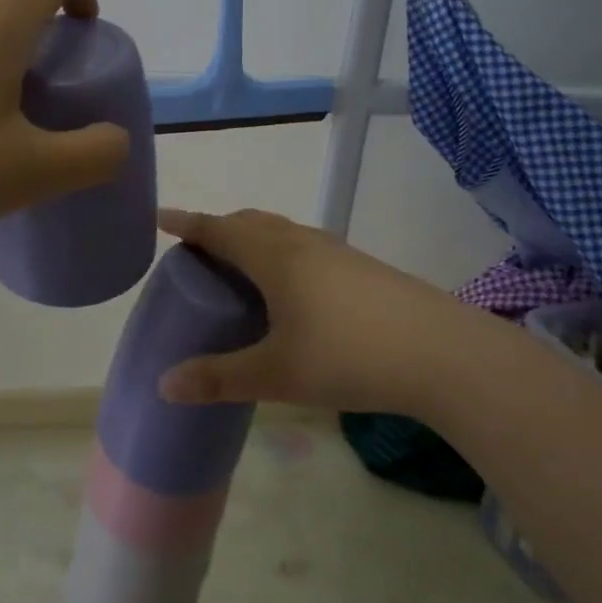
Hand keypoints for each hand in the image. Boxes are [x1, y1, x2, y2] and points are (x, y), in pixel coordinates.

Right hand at [157, 208, 477, 415]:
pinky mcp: (361, 266)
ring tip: (240, 267)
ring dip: (253, 237)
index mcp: (274, 257)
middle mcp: (302, 242)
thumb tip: (165, 385)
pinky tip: (292, 287)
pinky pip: (304, 245)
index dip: (186, 223)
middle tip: (197, 252)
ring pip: (281, 230)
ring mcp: (336, 251)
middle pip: (250, 221)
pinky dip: (281, 251)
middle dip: (219, 228)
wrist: (442, 352)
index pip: (218, 229)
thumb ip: (219, 378)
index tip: (159, 218)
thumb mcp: (277, 373)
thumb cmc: (349, 355)